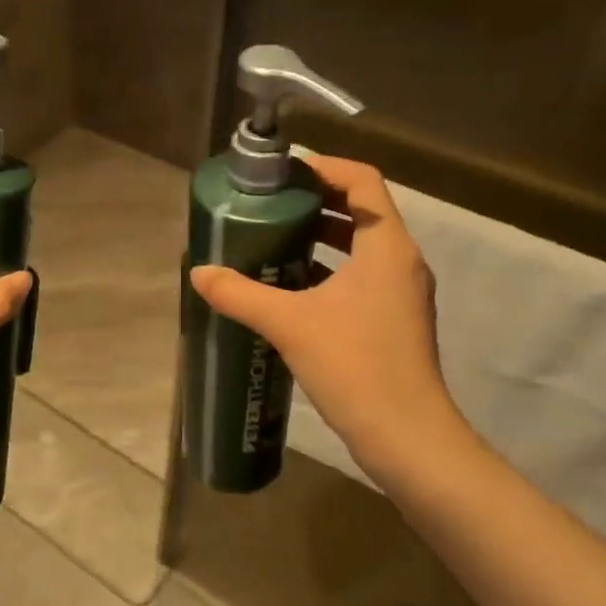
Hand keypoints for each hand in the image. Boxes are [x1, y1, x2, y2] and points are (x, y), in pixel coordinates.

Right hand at [190, 154, 467, 484]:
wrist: (407, 438)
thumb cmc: (355, 366)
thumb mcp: (289, 324)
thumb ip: (240, 294)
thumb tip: (199, 273)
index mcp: (386, 246)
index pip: (363, 180)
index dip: (324, 167)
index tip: (283, 174)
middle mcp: (400, 261)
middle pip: (361, 209)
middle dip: (315, 201)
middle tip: (269, 203)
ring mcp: (401, 293)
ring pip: (361, 245)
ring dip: (320, 236)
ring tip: (272, 237)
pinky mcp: (394, 319)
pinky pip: (360, 276)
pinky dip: (328, 269)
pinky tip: (289, 285)